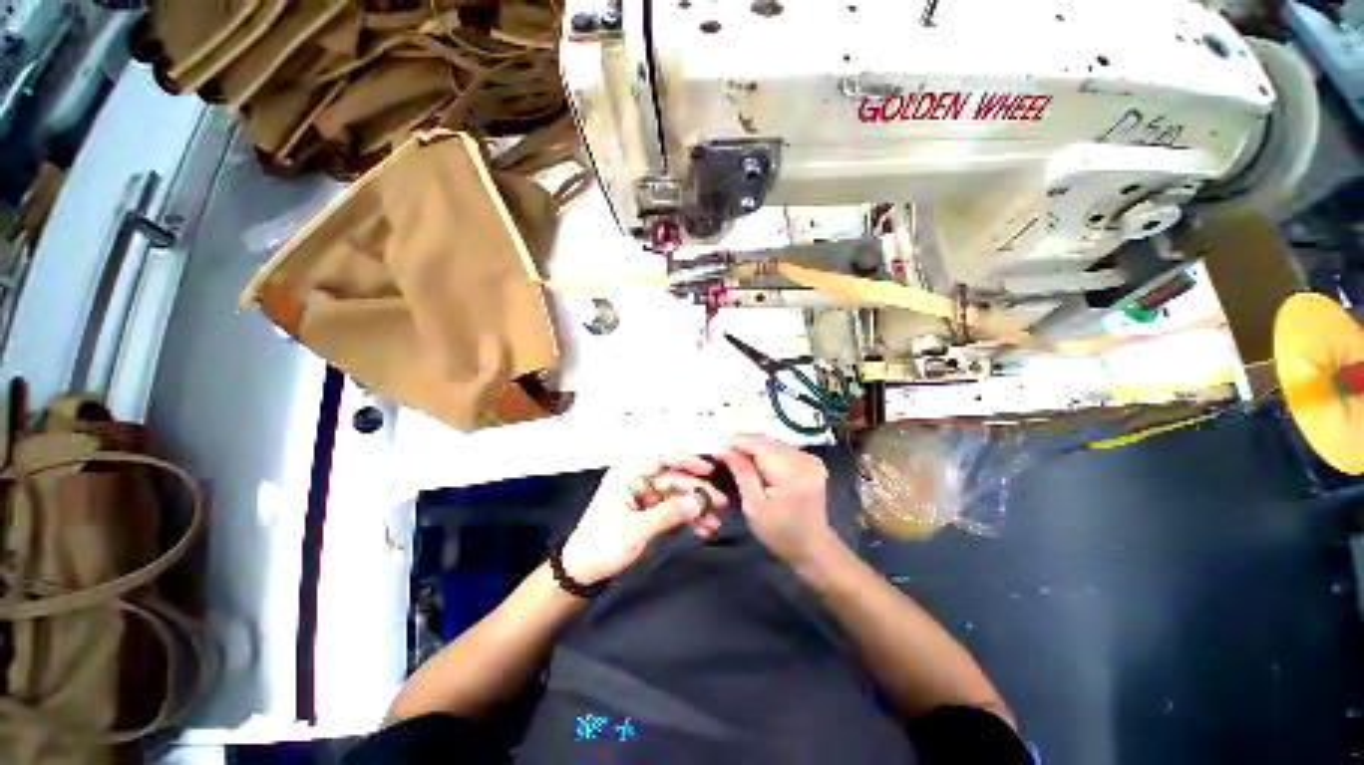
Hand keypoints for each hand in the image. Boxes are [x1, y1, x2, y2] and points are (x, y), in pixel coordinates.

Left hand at [561, 455, 730, 584]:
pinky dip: (689, 520)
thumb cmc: (599, 545)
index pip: (661, 458)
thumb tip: (698, 502)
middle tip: (719, 502)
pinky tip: (704, 529)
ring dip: (697, 508)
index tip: (707, 469)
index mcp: (628, 475)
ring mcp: (646, 499)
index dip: (685, 461)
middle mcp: (639, 482)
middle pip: (674, 479)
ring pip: (678, 496)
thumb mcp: (634, 530)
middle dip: (697, 491)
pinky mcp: (651, 515)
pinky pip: (675, 512)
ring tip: (715, 520)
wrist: (582, 574)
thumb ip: (668, 514)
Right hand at [716, 434, 838, 567]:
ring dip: (752, 447)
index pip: (759, 444)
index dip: (735, 442)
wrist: (813, 548)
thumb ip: (741, 473)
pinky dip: (764, 452)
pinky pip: (780, 449)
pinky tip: (753, 461)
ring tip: (734, 456)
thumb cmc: (780, 533)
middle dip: (742, 444)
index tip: (715, 446)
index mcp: (792, 472)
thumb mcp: (754, 506)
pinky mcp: (810, 461)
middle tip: (721, 452)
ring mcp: (810, 458)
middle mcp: (804, 459)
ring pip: (772, 443)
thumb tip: (723, 448)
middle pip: (766, 441)